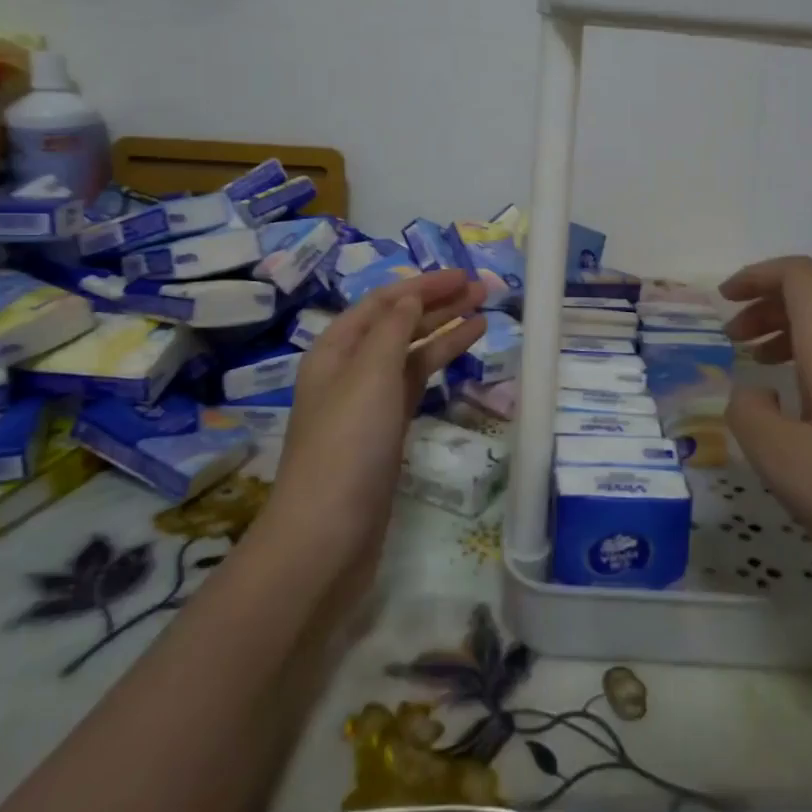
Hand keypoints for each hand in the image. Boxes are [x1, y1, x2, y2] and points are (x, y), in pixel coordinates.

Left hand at [263, 271, 486, 565]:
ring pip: (410, 353)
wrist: (327, 535)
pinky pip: (415, 383)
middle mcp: (350, 369)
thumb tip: (410, 296)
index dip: (424, 285)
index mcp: (335, 348)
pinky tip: (462, 353)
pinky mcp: (386, 432)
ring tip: (484, 315)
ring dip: (443, 330)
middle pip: (398, 323)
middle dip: (438, 304)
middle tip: (484, 290)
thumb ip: (393, 329)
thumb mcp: (370, 374)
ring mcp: (369, 402)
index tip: (465, 275)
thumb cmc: (347, 445)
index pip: (383, 301)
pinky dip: (438, 364)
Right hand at [720, 256, 811, 598]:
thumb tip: (753, 392)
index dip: (757, 276)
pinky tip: (809, 411)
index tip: (723, 301)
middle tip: (734, 341)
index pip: (798, 275)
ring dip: (794, 335)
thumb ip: (749, 414)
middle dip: (769, 306)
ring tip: (762, 368)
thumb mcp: (783, 462)